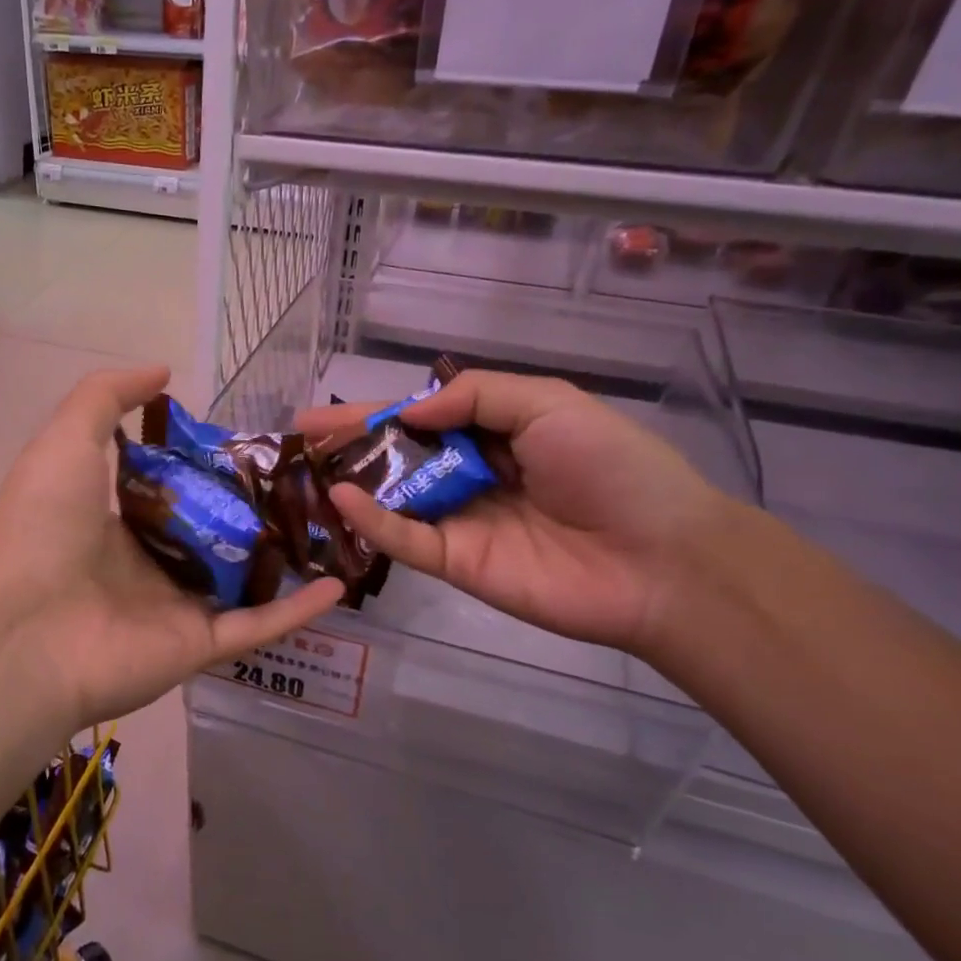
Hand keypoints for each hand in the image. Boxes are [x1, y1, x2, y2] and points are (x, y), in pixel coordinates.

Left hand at [0, 367, 344, 731]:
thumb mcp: (66, 440)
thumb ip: (107, 397)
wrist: (21, 630)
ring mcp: (175, 608)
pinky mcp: (199, 647)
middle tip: (311, 480)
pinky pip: (257, 626)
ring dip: (286, 558)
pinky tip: (340, 584)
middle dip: (257, 509)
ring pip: (243, 580)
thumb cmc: (42, 526)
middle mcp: (148, 565)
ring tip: (336, 525)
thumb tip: (163, 371)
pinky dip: (298, 610)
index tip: (256, 442)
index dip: (211, 466)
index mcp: (115, 521)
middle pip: (214, 534)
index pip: (174, 491)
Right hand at [297, 371, 727, 654]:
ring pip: (395, 498)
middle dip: (351, 443)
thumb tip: (410, 407)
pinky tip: (343, 498)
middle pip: (399, 457)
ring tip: (305, 464)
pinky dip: (374, 521)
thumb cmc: (611, 467)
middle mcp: (471, 476)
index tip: (326, 412)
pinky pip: (407, 540)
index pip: (423, 418)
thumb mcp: (548, 404)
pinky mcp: (457, 564)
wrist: (659, 558)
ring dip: (351, 480)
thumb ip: (477, 395)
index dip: (376, 412)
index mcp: (496, 435)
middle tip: (300, 436)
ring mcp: (461, 522)